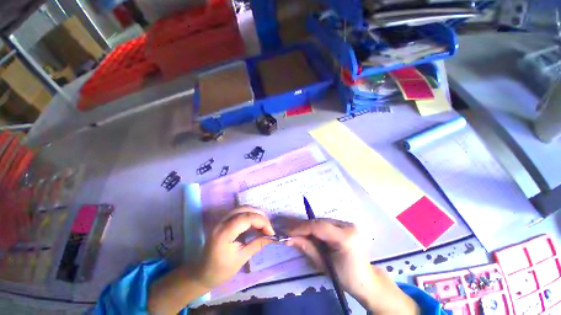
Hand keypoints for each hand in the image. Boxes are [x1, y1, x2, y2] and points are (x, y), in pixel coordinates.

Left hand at [194, 206, 275, 287]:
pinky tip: (255, 221)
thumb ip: (257, 244)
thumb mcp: (241, 259)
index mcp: (224, 234)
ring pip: (242, 208)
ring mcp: (222, 219)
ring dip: (255, 213)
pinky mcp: (224, 220)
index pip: (246, 218)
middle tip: (268, 227)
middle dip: (260, 216)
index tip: (271, 232)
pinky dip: (250, 214)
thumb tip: (272, 237)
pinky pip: (239, 211)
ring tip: (264, 224)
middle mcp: (222, 222)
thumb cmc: (221, 270)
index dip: (261, 221)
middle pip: (245, 209)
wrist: (202, 272)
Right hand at [287, 219, 418, 314]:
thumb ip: (306, 248)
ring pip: (322, 221)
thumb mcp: (324, 265)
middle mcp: (348, 226)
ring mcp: (348, 223)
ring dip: (308, 226)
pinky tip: (308, 232)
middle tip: (289, 231)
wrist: (366, 279)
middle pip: (319, 222)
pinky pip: (326, 223)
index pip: (319, 227)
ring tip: (295, 231)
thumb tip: (288, 239)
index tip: (287, 231)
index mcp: (345, 237)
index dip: (301, 228)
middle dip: (303, 226)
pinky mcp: (346, 224)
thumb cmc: (346, 277)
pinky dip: (315, 227)